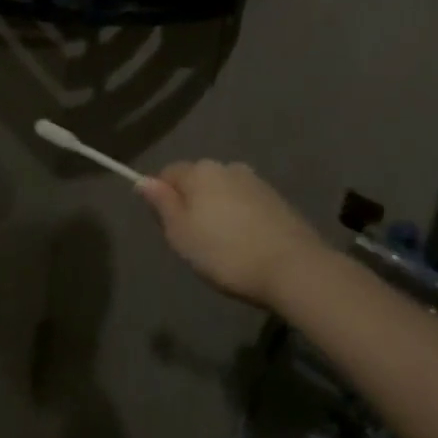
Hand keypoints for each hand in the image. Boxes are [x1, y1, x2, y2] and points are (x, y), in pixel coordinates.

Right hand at [137, 160, 323, 306]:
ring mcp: (257, 183)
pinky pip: (246, 205)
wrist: (294, 269)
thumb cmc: (226, 253)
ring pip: (224, 193)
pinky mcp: (279, 201)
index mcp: (200, 171)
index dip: (162, 198)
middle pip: (198, 181)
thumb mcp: (180, 233)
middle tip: (193, 240)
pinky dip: (241, 219)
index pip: (168, 173)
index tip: (168, 227)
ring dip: (218, 211)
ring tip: (222, 245)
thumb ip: (161, 203)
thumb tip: (142, 180)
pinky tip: (246, 244)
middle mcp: (228, 167)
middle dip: (192, 203)